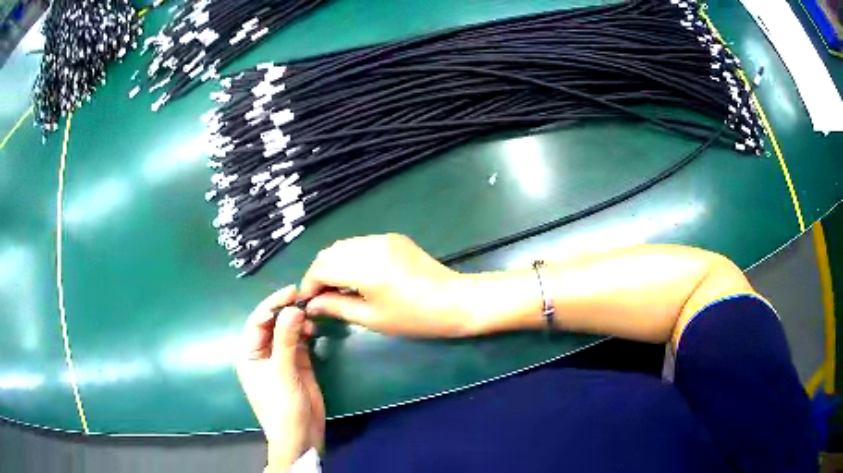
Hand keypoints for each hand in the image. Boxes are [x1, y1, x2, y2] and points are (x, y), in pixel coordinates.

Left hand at [237, 286, 324, 470]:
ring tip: (310, 315)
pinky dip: (306, 333)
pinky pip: (300, 342)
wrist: (301, 435)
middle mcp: (263, 353)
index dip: (272, 304)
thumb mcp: (282, 372)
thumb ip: (286, 340)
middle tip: (304, 298)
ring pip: (287, 331)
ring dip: (297, 321)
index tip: (291, 291)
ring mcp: (281, 358)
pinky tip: (313, 328)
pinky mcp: (298, 364)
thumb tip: (293, 309)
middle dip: (285, 310)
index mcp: (250, 354)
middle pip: (272, 324)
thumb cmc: (282, 407)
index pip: (257, 321)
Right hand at [299, 234, 474, 336]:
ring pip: (343, 246)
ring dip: (333, 264)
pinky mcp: (393, 238)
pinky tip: (356, 277)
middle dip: (319, 274)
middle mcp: (370, 245)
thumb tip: (312, 304)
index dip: (309, 284)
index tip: (308, 301)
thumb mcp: (372, 318)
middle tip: (322, 297)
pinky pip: (360, 244)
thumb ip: (337, 307)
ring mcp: (383, 238)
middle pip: (329, 253)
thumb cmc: (415, 317)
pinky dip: (350, 258)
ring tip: (338, 288)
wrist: (456, 301)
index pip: (321, 268)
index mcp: (364, 267)